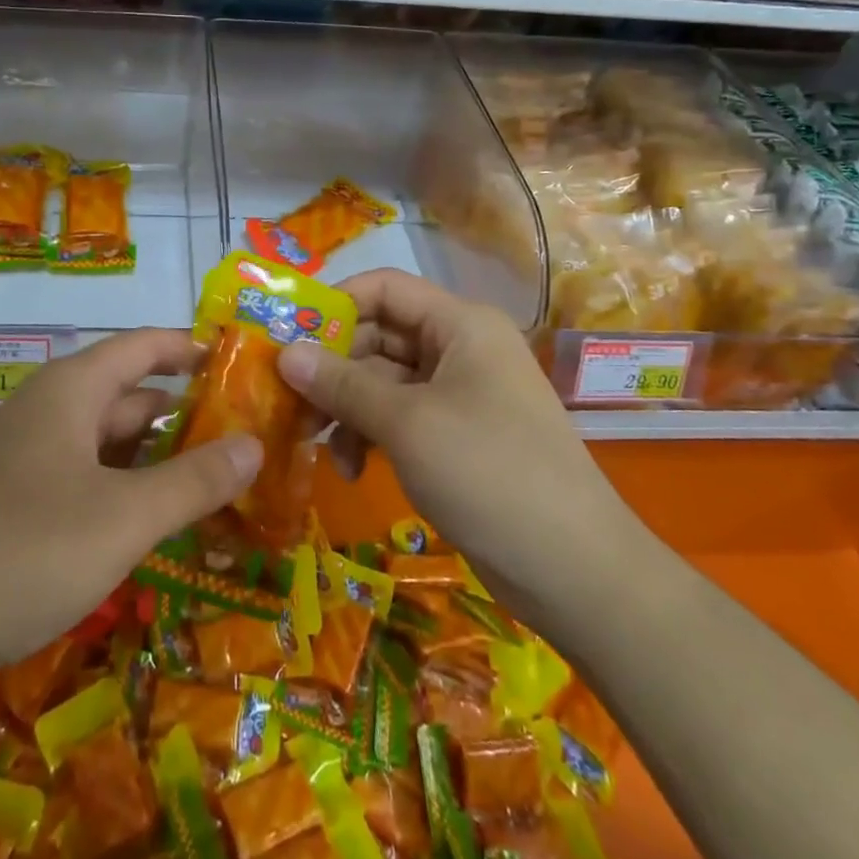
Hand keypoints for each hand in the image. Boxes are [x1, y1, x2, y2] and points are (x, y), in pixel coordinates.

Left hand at [0, 329, 261, 686]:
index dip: (192, 348)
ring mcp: (23, 458)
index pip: (144, 345)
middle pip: (127, 396)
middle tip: (244, 437)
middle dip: (183, 414)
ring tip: (211, 482)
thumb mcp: (123, 517)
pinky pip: (80, 479)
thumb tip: (254, 444)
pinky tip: (147, 525)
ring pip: (104, 444)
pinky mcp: (8, 503)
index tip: (240, 363)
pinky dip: (120, 490)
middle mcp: (46, 411)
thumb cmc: (23, 550)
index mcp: (71, 390)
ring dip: (154, 459)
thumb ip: (194, 481)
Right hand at [276, 269, 635, 605]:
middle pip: (379, 336)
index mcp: (460, 324)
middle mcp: (459, 348)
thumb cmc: (488, 473)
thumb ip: (342, 384)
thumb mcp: (407, 423)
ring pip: (383, 381)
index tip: (287, 335)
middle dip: (333, 367)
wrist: (574, 571)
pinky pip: (399, 418)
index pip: (385, 287)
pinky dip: (371, 435)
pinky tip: (353, 470)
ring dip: (347, 408)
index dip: (335, 303)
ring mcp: (459, 395)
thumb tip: (284, 352)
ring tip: (316, 444)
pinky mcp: (455, 436)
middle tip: (290, 400)